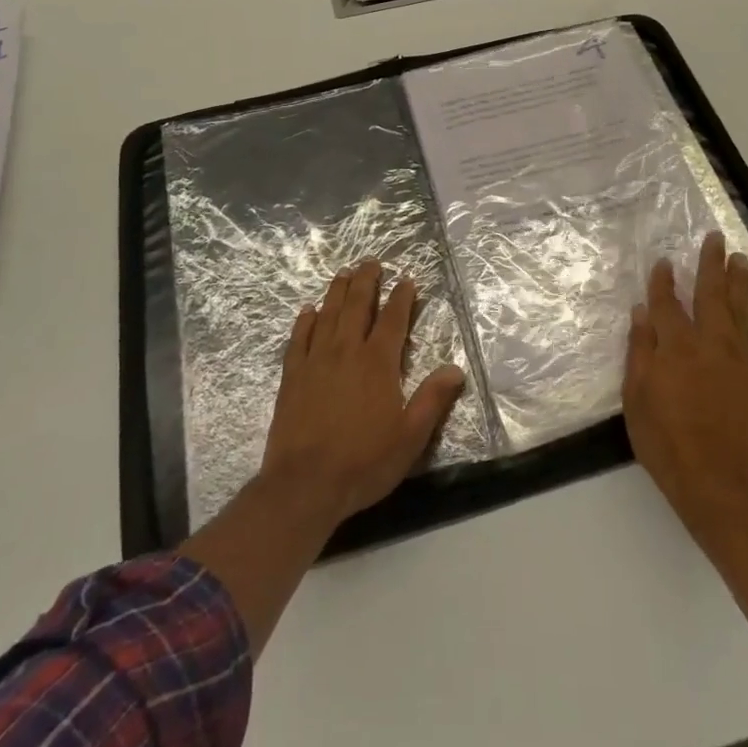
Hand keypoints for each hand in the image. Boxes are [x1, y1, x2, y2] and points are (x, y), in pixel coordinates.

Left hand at [260, 259, 467, 527]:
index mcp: (377, 363)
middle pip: (357, 306)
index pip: (393, 320)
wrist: (304, 484)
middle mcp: (346, 351)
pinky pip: (299, 338)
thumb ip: (432, 399)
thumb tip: (455, 368)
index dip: (401, 297)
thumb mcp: (410, 437)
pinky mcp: (292, 376)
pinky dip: (304, 321)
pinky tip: (308, 311)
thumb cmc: (363, 462)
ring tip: (344, 273)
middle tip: (371, 261)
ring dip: (337, 291)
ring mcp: (315, 361)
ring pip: (328, 314)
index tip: (407, 280)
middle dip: (366, 281)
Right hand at [623, 232, 747, 538]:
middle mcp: (709, 344)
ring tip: (741, 257)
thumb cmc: (667, 444)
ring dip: (740, 282)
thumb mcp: (636, 399)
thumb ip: (640, 352)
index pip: (666, 304)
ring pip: (740, 311)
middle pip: (708, 296)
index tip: (664, 260)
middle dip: (709, 265)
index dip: (663, 280)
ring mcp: (741, 362)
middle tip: (714, 237)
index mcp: (675, 347)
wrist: (718, 487)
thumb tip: (642, 312)